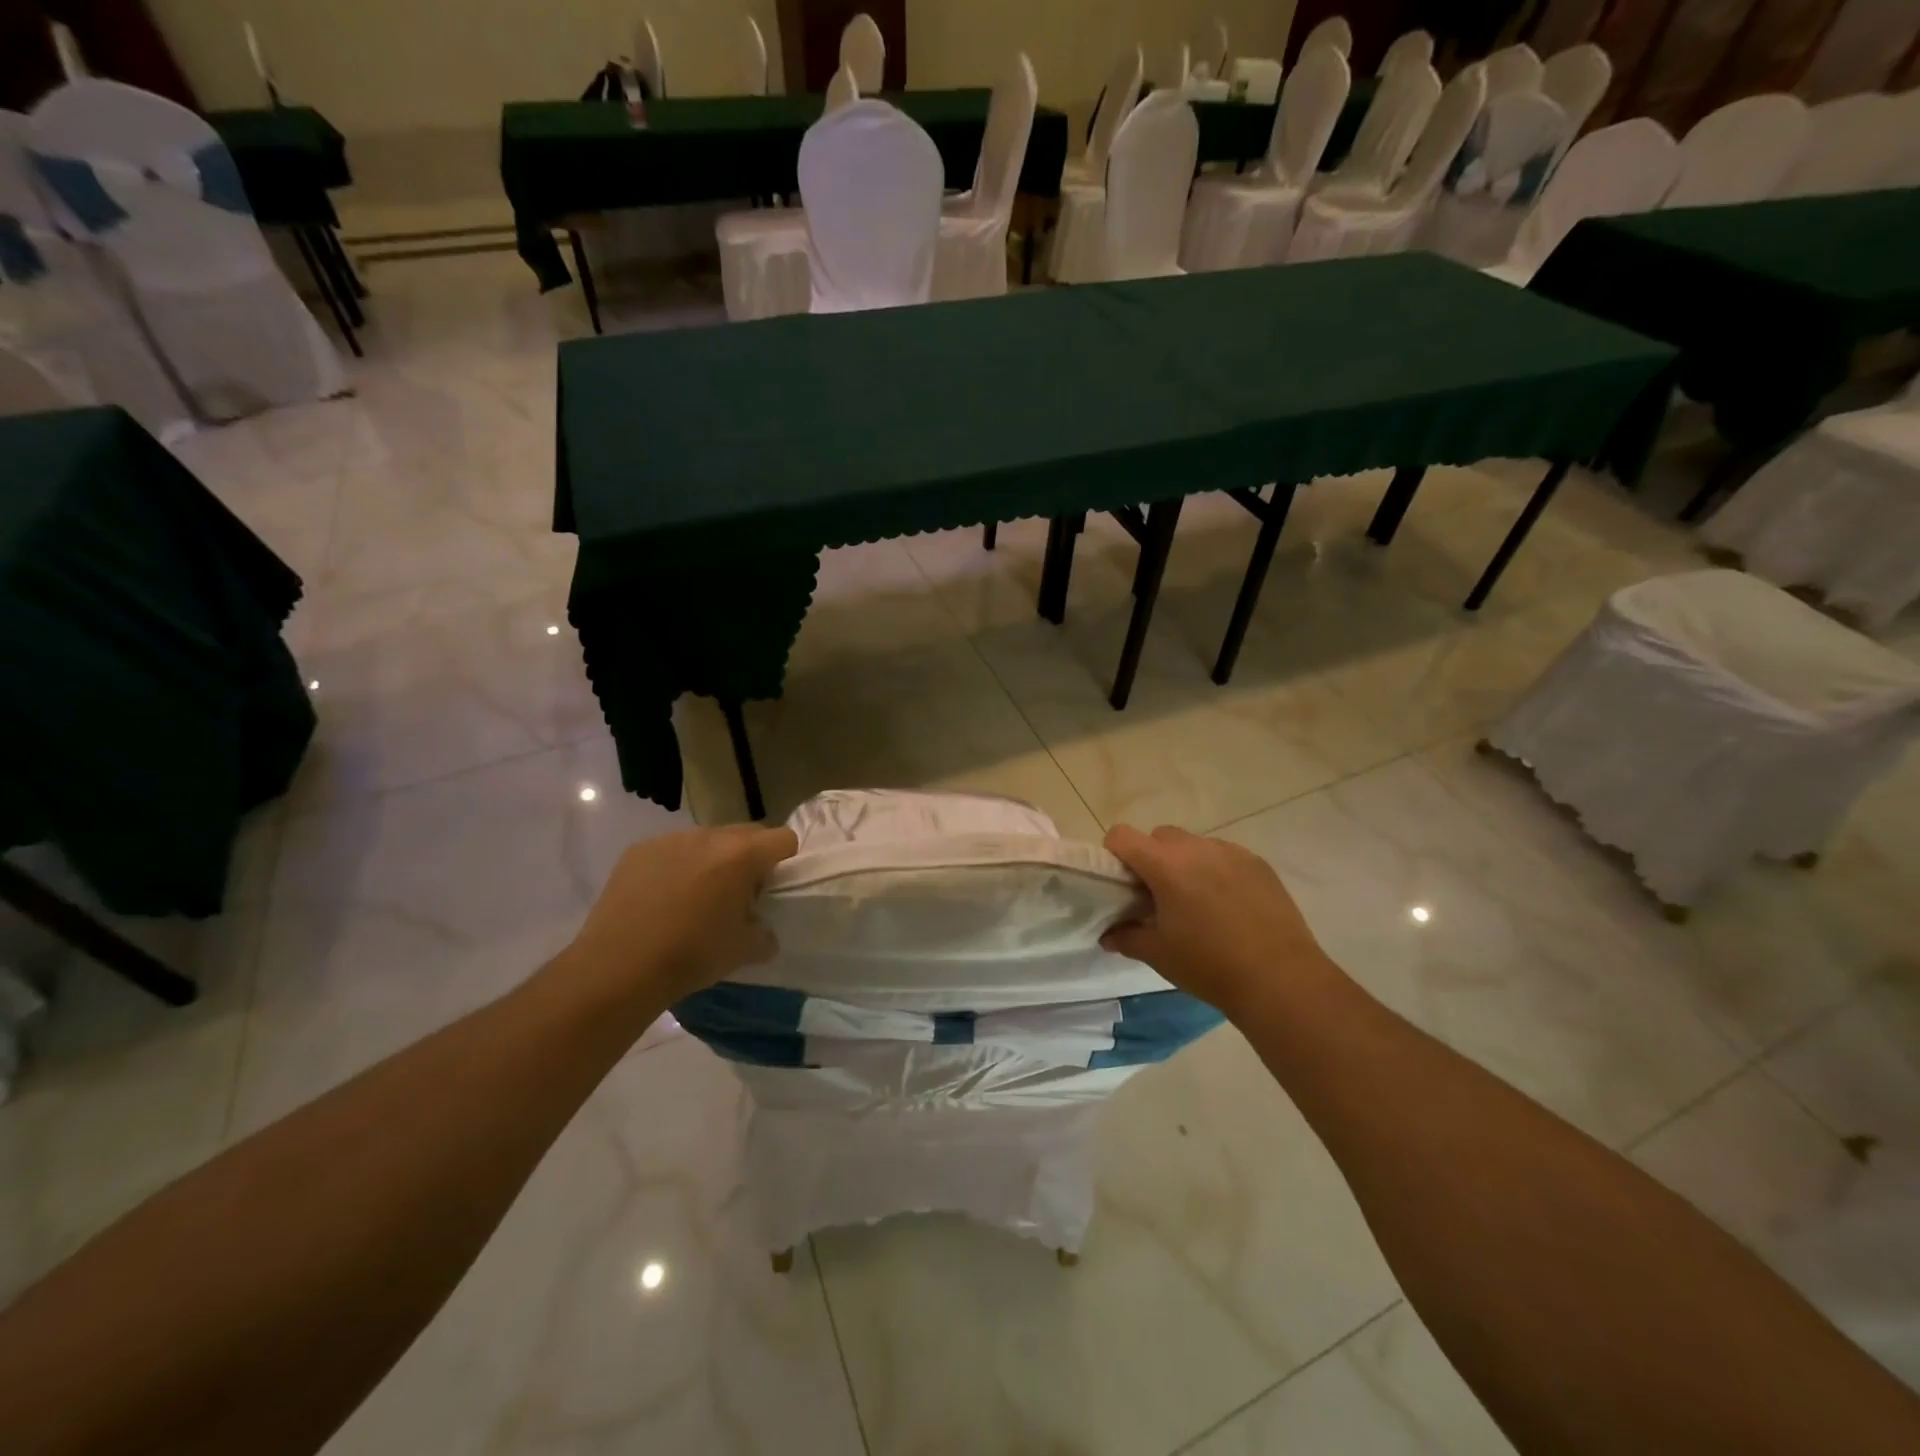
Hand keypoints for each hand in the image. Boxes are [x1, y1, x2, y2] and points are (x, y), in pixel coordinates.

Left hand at [558, 826, 797, 1016]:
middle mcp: (709, 836)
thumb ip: (764, 934)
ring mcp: (671, 839)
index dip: (785, 860)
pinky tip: (663, 898)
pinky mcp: (639, 850)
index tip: (774, 887)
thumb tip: (764, 932)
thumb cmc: (691, 956)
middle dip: (750, 857)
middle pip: (747, 833)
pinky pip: (672, 849)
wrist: (618, 967)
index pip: (783, 839)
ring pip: (707, 840)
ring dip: (712, 860)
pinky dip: (676, 866)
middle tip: (738, 893)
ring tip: (696, 896)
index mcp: (742, 856)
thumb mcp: (742, 951)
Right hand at [1101, 824, 1337, 1018]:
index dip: (1114, 854)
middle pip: (1159, 836)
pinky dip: (1215, 871)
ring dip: (1185, 863)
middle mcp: (1197, 848)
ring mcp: (1231, 852)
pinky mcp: (1258, 864)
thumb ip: (1127, 937)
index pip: (1122, 836)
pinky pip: (1224, 856)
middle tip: (1157, 896)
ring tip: (1197, 903)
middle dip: (1151, 858)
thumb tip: (1108, 936)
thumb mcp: (1159, 955)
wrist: (1280, 979)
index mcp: (1165, 865)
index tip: (1121, 883)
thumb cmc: (1209, 965)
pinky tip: (1228, 907)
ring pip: (1194, 844)